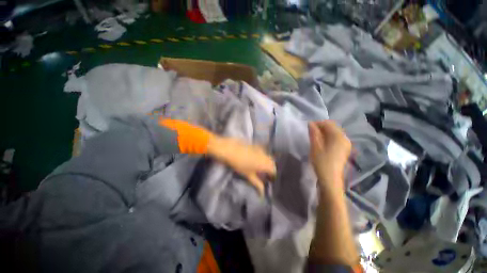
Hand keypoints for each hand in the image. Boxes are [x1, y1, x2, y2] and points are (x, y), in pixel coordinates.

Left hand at [207, 136, 275, 195]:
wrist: (230, 150)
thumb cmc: (239, 164)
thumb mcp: (248, 175)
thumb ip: (257, 183)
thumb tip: (262, 193)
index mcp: (265, 164)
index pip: (274, 170)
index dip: (272, 175)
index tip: (268, 179)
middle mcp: (265, 155)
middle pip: (272, 162)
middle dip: (270, 168)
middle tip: (263, 173)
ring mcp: (261, 149)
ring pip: (267, 156)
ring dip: (266, 161)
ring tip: (259, 166)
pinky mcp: (256, 145)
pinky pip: (262, 151)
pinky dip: (262, 155)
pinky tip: (255, 158)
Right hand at [308, 121, 350, 194]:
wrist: (330, 179)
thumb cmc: (321, 162)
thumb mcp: (315, 147)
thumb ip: (314, 133)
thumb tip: (310, 123)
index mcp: (338, 136)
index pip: (328, 123)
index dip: (317, 123)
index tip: (308, 126)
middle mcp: (345, 138)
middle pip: (332, 127)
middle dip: (321, 127)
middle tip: (310, 132)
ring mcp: (346, 144)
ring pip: (334, 133)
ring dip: (324, 132)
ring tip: (314, 137)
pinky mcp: (344, 150)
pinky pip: (336, 139)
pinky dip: (328, 137)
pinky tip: (321, 143)